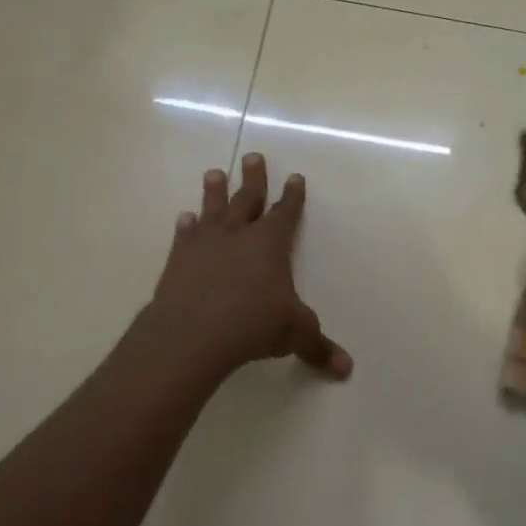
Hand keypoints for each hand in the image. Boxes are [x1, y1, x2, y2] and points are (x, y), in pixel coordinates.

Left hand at [146, 152, 351, 382]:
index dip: (292, 196)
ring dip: (214, 191)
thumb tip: (346, 369)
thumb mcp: (294, 334)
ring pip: (213, 208)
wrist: (194, 331)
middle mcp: (239, 234)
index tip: (295, 177)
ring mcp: (206, 243)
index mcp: (271, 243)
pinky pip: (185, 236)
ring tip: (213, 173)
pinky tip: (184, 219)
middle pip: (247, 198)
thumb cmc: (253, 324)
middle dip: (254, 178)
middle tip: (253, 156)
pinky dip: (186, 227)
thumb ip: (318, 347)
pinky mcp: (179, 259)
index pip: (286, 212)